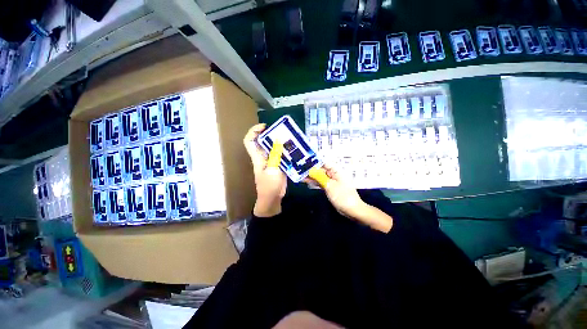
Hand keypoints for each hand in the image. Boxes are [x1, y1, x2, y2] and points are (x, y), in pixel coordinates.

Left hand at [244, 124, 286, 216]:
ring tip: (290, 138)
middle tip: (282, 130)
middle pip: (263, 142)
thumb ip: (275, 155)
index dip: (254, 131)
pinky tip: (294, 149)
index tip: (265, 126)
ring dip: (279, 142)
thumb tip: (278, 139)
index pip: (249, 141)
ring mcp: (271, 161)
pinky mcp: (278, 165)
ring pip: (273, 147)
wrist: (272, 199)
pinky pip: (281, 154)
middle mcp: (263, 157)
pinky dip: (286, 150)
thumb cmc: (269, 186)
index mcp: (257, 157)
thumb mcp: (272, 169)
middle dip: (270, 134)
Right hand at [307, 164, 392, 232]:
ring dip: (311, 176)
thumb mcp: (330, 186)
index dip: (315, 161)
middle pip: (321, 169)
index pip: (324, 163)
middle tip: (299, 168)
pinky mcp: (330, 188)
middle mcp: (333, 175)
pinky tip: (307, 181)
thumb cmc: (343, 196)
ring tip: (300, 174)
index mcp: (336, 172)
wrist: (352, 210)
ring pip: (320, 176)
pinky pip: (321, 183)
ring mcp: (332, 182)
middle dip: (311, 169)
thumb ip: (320, 177)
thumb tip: (311, 170)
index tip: (305, 160)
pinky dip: (315, 182)